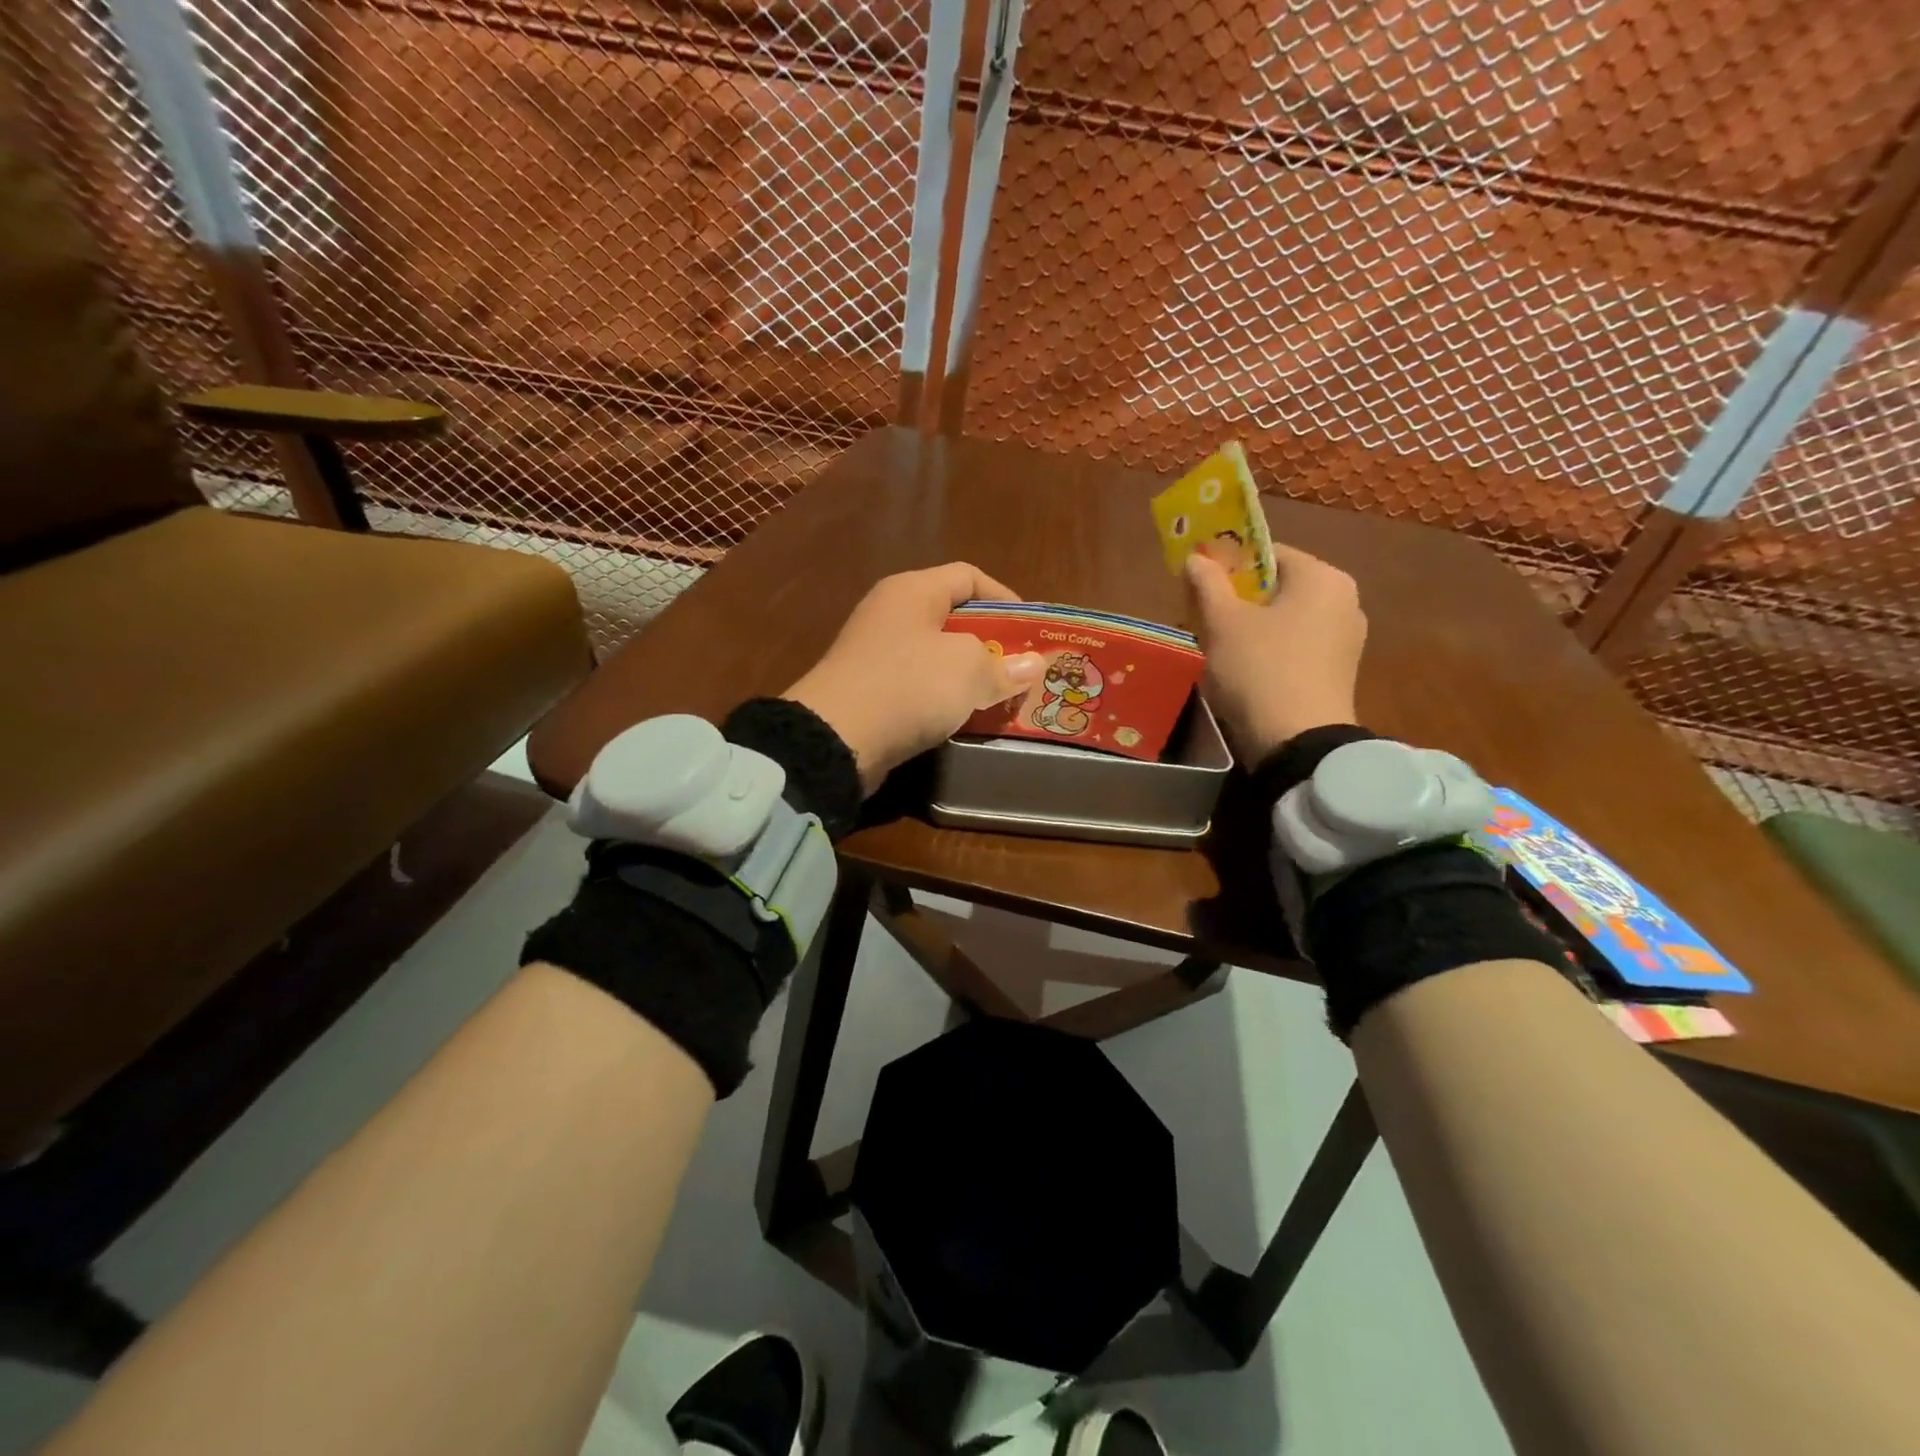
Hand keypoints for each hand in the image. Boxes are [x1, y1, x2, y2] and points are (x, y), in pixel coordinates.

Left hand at [785, 563, 1047, 791]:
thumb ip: (1003, 666)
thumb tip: (1032, 666)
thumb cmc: (908, 686)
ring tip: (999, 695)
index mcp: (912, 590)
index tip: (1030, 631)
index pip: (968, 576)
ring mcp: (875, 652)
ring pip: (936, 655)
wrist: (835, 739)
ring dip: (969, 674)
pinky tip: (963, 716)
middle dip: (991, 643)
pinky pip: (917, 684)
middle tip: (1020, 668)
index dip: (1005, 598)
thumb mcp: (968, 671)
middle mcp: (890, 613)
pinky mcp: (868, 689)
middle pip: (953, 617)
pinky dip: (943, 696)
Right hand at [1185, 543, 1365, 763]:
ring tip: (1217, 646)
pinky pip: (1297, 646)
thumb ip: (1207, 584)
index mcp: (1322, 577)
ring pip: (1286, 618)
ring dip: (1250, 626)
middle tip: (1202, 617)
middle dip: (1238, 599)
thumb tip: (1196, 557)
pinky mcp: (1338, 671)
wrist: (1297, 742)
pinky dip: (1269, 649)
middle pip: (1278, 587)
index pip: (1268, 553)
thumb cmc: (1259, 669)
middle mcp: (1344, 600)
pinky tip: (1244, 670)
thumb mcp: (1222, 623)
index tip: (1199, 585)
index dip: (1228, 564)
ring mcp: (1346, 638)